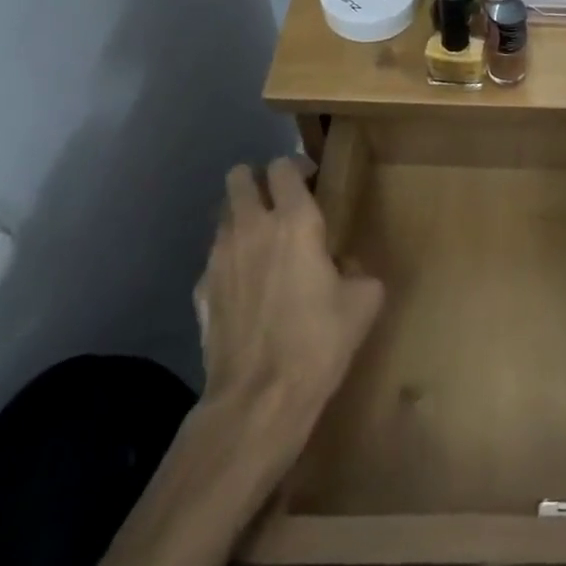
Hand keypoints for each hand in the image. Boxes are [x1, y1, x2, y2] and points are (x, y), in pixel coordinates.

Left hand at [194, 158, 382, 468]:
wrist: (259, 399)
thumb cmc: (319, 341)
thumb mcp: (364, 300)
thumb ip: (357, 268)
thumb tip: (343, 266)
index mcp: (296, 221)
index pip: (284, 166)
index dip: (297, 167)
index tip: (311, 182)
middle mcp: (252, 227)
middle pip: (240, 177)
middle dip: (258, 181)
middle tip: (280, 202)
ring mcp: (219, 258)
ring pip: (223, 214)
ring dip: (242, 216)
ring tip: (262, 242)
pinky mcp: (201, 290)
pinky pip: (214, 257)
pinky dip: (229, 259)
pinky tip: (246, 286)